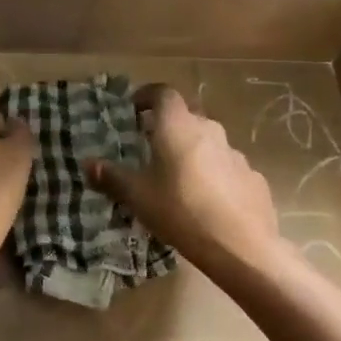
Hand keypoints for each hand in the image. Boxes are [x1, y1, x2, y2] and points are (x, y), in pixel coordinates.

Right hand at [87, 86, 283, 269]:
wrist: (241, 246)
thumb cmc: (181, 211)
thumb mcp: (138, 197)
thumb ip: (112, 177)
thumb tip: (89, 164)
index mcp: (177, 127)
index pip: (163, 93)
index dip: (147, 96)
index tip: (134, 109)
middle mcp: (209, 130)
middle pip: (186, 116)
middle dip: (167, 126)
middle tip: (150, 146)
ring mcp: (235, 153)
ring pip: (207, 142)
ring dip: (191, 151)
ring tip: (176, 177)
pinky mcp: (252, 177)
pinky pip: (225, 166)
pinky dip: (212, 173)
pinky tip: (205, 200)